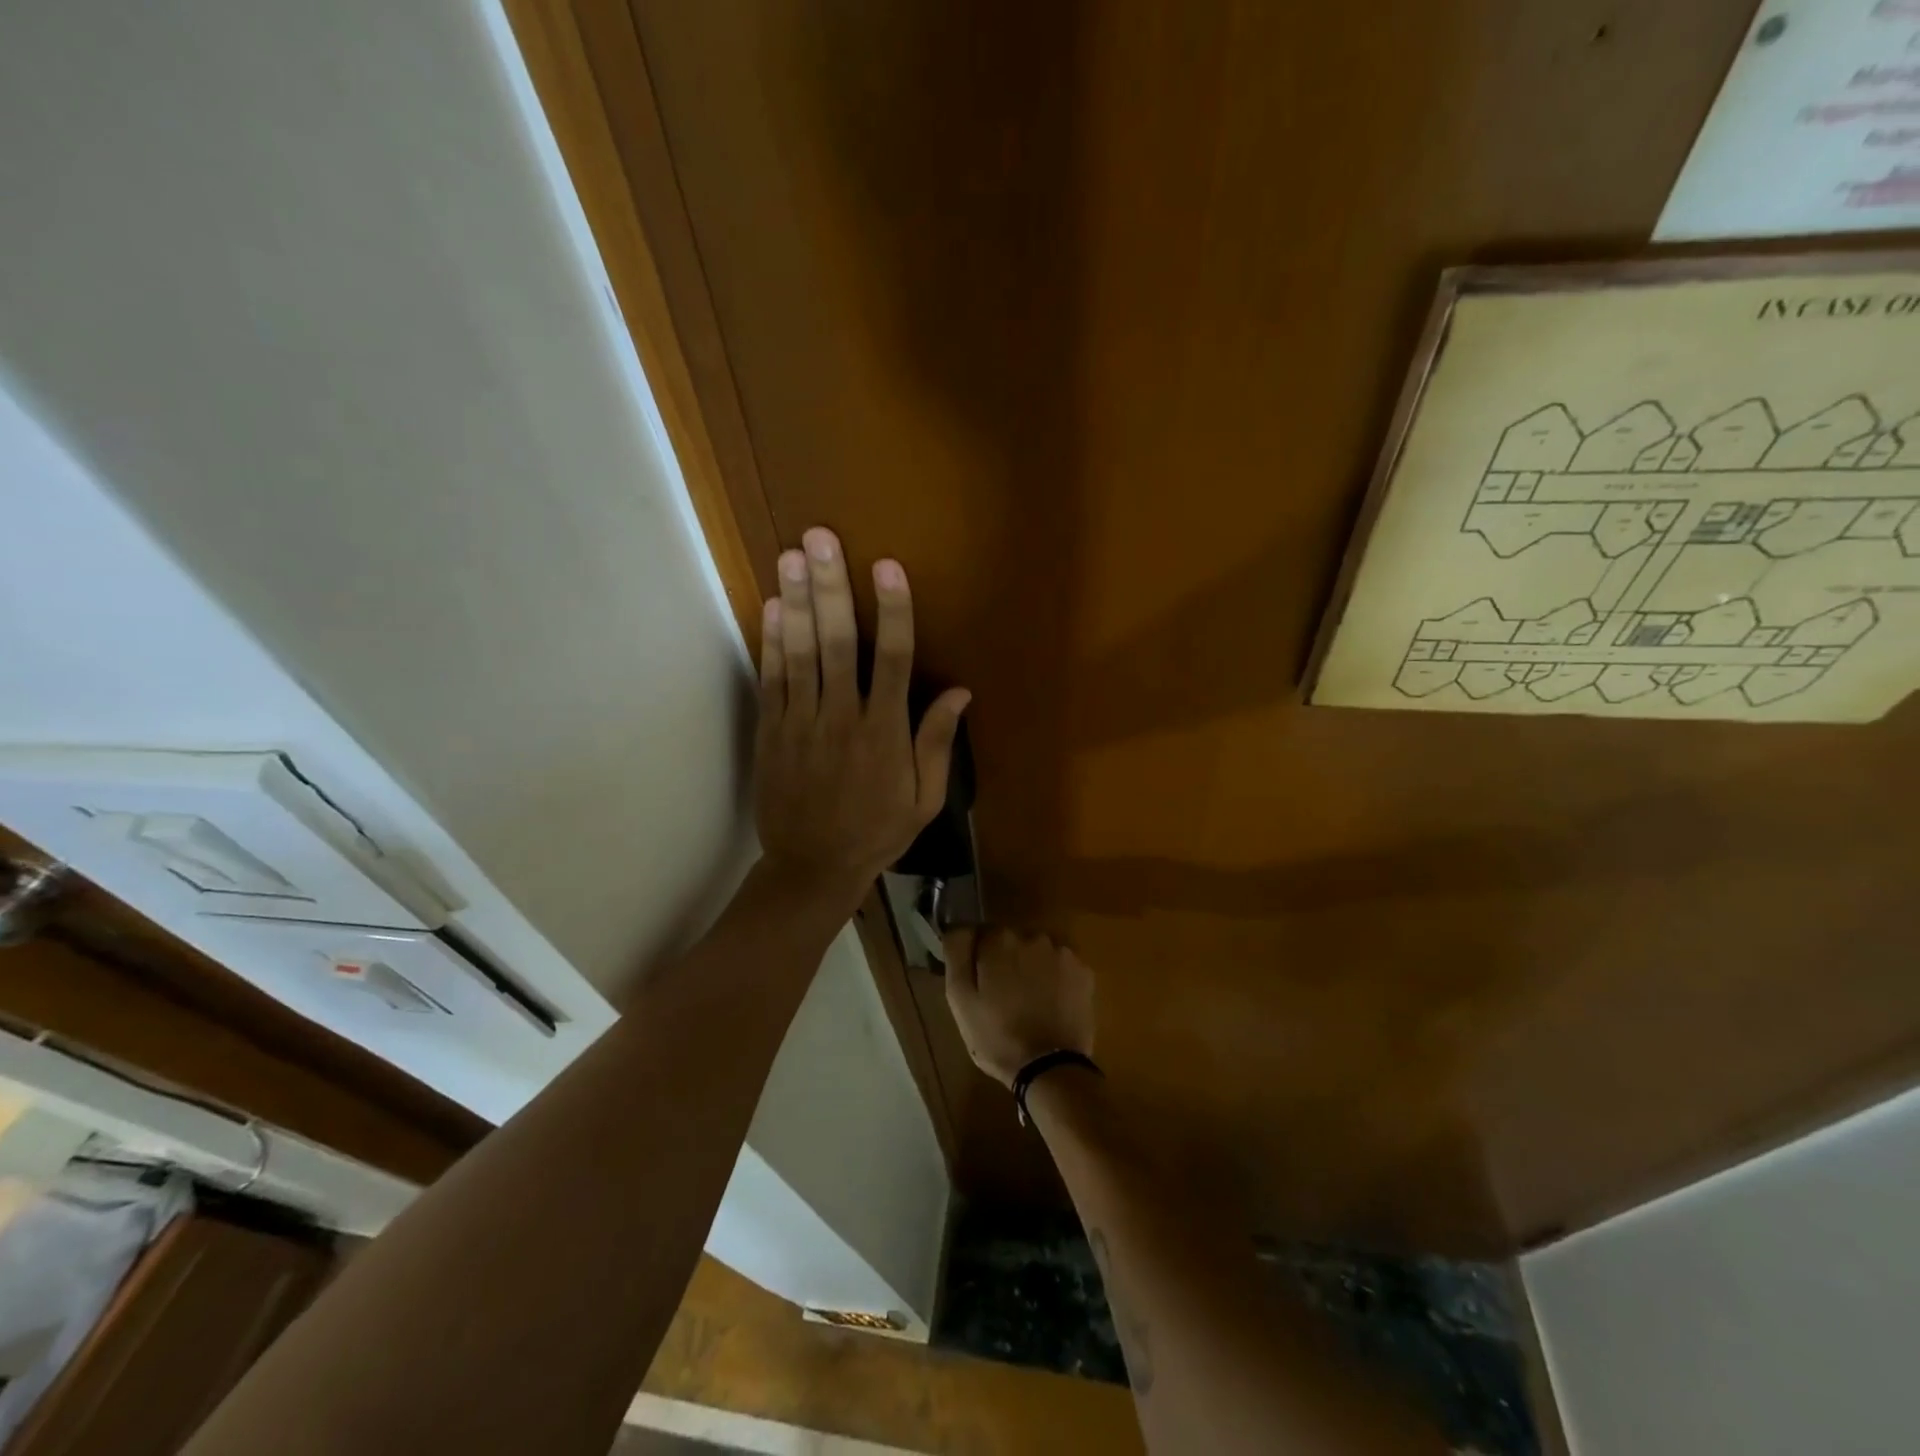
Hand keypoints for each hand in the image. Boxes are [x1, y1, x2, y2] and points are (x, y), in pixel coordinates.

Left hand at [756, 526, 969, 914]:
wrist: (812, 868)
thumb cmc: (877, 832)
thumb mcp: (924, 798)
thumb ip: (937, 743)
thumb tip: (959, 692)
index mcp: (885, 733)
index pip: (893, 660)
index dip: (892, 610)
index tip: (887, 566)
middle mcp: (843, 718)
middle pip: (838, 643)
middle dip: (831, 587)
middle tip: (820, 538)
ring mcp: (802, 724)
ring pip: (799, 654)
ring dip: (795, 602)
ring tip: (791, 555)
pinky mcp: (772, 732)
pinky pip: (771, 680)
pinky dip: (770, 642)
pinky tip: (771, 606)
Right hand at [944, 928, 1094, 1087]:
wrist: (1049, 1068)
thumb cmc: (996, 1035)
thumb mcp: (960, 998)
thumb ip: (957, 952)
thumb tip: (959, 926)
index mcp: (1000, 939)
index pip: (982, 934)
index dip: (979, 958)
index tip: (980, 983)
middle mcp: (1034, 936)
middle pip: (1012, 942)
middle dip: (1006, 961)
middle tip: (1004, 997)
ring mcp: (1063, 953)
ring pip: (1038, 953)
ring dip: (1032, 968)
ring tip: (1030, 1003)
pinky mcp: (1084, 972)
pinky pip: (1062, 968)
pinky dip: (1056, 980)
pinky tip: (1051, 1005)